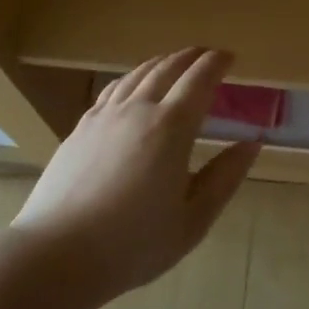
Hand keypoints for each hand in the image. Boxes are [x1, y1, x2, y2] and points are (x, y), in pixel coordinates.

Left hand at [11, 48, 260, 303]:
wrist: (57, 253)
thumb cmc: (134, 244)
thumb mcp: (193, 219)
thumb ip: (224, 178)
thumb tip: (251, 144)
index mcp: (171, 128)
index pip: (199, 80)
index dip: (216, 63)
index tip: (230, 57)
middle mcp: (137, 110)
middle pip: (167, 69)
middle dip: (190, 56)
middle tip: (206, 54)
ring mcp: (103, 117)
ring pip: (136, 75)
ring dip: (160, 63)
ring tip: (173, 62)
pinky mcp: (80, 129)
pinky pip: (111, 90)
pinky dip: (131, 78)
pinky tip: (131, 86)